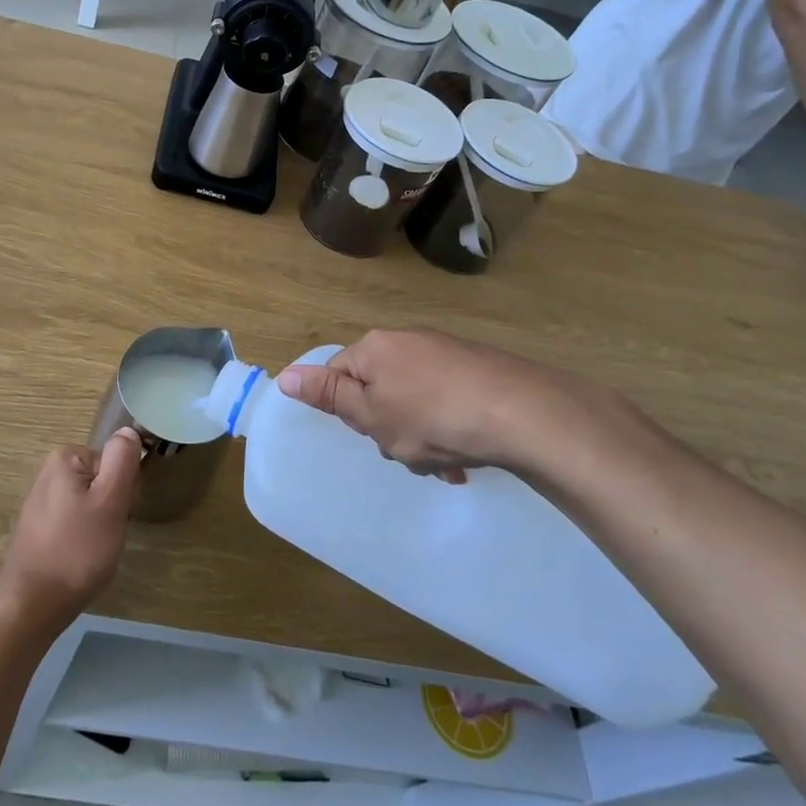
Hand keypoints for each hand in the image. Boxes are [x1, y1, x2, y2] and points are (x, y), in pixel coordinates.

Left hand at [0, 431, 140, 636]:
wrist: (32, 605)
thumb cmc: (76, 550)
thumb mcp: (110, 502)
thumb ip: (122, 461)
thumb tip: (128, 430)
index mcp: (65, 457)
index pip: (115, 461)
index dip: (124, 489)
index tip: (119, 515)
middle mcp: (49, 471)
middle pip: (102, 479)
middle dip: (112, 506)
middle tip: (107, 534)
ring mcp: (41, 500)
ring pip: (90, 502)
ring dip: (100, 524)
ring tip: (93, 550)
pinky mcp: (38, 526)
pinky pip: (74, 520)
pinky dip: (83, 537)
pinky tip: (79, 558)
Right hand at [273, 329, 625, 483]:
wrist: (522, 412)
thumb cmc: (432, 418)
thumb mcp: (371, 415)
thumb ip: (329, 396)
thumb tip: (283, 375)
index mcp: (374, 348)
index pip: (338, 376)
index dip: (349, 411)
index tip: (373, 434)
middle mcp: (406, 341)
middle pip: (378, 389)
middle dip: (389, 426)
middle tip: (409, 453)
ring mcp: (445, 352)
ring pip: (414, 400)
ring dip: (421, 435)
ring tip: (444, 463)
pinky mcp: (477, 367)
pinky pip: (446, 400)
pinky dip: (450, 428)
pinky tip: (466, 457)